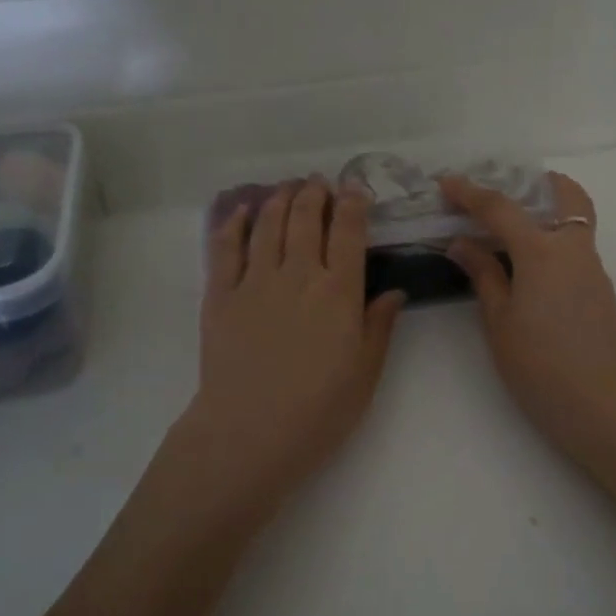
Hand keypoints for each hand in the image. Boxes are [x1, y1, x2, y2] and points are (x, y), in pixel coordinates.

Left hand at [175, 178, 405, 501]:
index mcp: (339, 291)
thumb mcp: (366, 372)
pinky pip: (226, 248)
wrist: (250, 432)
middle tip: (320, 183)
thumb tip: (395, 292)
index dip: (353, 204)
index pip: (348, 232)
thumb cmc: (319, 410)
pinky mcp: (221, 296)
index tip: (355, 189)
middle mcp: (298, 274)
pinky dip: (235, 223)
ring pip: (268, 225)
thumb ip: (380, 326)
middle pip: (306, 219)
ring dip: (280, 200)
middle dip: (316, 194)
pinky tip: (243, 211)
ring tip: (288, 187)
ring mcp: (255, 281)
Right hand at [441, 174, 615, 462]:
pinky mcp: (602, 291)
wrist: (600, 405)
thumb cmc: (539, 365)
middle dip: (537, 184)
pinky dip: (553, 243)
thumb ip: (483, 274)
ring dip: (545, 214)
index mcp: (542, 251)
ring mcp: (594, 269)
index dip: (470, 193)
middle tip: (504, 193)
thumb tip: (462, 243)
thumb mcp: (499, 321)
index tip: (446, 184)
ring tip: (508, 233)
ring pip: (574, 222)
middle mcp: (575, 249)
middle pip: (566, 195)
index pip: (501, 208)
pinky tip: (530, 271)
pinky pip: (577, 249)